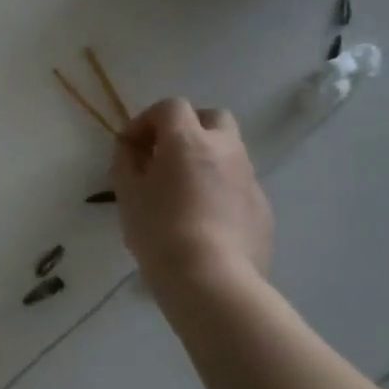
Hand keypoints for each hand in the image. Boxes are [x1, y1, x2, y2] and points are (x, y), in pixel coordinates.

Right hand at [111, 99, 272, 306]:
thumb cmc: (160, 231)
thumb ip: (126, 161)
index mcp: (189, 140)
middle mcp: (226, 150)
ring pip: (229, 151)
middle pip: (212, 118)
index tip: (130, 147)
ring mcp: (249, 179)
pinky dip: (220, 188)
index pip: (170, 107)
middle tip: (164, 156)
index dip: (146, 120)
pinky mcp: (262, 208)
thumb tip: (132, 148)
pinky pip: (238, 184)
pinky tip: (202, 219)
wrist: (212, 281)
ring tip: (181, 190)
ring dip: (205, 158)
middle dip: (187, 129)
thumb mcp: (127, 193)